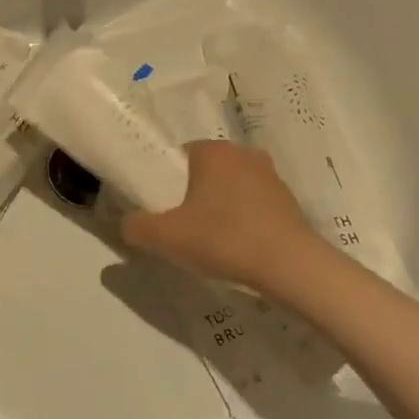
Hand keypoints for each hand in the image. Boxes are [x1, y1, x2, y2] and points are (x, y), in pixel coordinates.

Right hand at [122, 141, 318, 292]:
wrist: (290, 267)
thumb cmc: (223, 239)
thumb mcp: (164, 237)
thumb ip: (136, 226)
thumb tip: (129, 223)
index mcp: (213, 151)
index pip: (178, 156)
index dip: (166, 181)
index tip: (162, 209)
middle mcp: (243, 154)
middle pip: (205, 172)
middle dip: (192, 195)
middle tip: (181, 227)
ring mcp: (271, 177)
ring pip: (231, 188)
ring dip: (218, 208)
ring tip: (209, 241)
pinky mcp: (289, 202)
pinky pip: (253, 206)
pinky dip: (242, 222)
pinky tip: (236, 248)